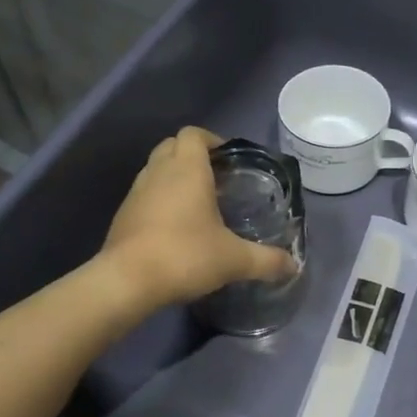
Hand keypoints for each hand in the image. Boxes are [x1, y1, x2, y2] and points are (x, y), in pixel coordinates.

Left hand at [99, 128, 298, 308]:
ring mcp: (136, 191)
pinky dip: (159, 199)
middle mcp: (159, 171)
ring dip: (174, 176)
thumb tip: (293, 265)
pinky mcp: (123, 214)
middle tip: (216, 179)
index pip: (194, 134)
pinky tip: (174, 227)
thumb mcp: (233, 260)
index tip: (229, 160)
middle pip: (172, 145)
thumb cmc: (184, 256)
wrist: (126, 281)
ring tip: (197, 203)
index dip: (212, 140)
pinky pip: (144, 193)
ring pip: (156, 168)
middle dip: (193, 155)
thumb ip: (266, 260)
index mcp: (187, 169)